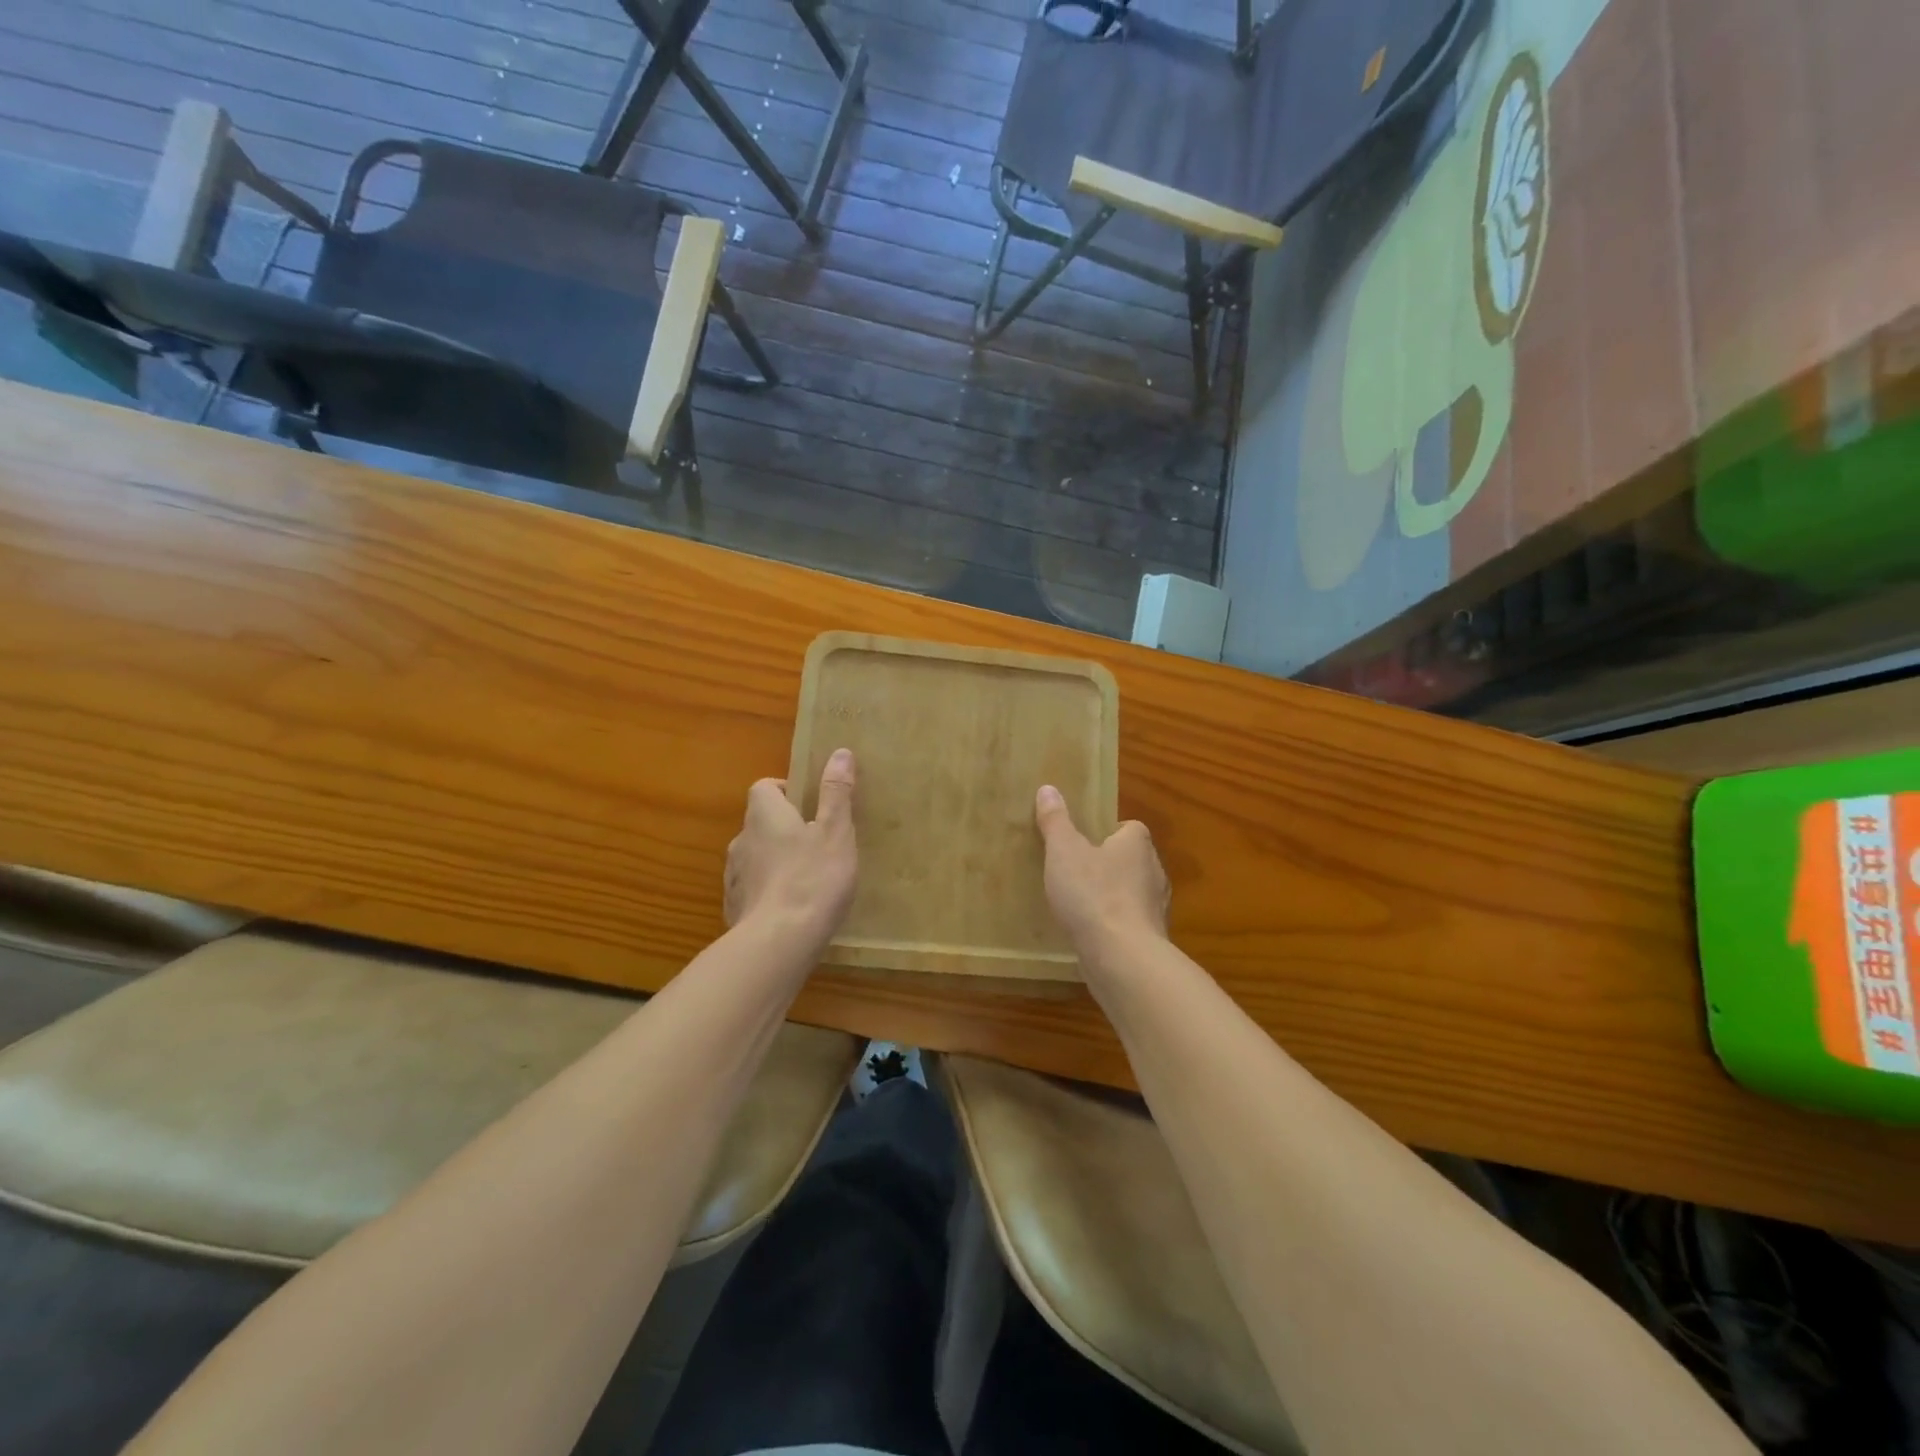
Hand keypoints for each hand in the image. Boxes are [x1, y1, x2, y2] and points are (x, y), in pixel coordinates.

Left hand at [725, 748, 857, 951]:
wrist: (778, 942)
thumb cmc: (813, 878)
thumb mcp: (836, 831)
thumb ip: (836, 792)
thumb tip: (839, 752)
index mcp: (764, 815)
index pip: (764, 787)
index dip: (786, 790)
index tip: (811, 804)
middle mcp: (741, 840)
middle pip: (760, 822)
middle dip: (785, 827)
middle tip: (818, 842)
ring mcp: (733, 876)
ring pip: (755, 856)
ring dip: (775, 860)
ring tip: (807, 877)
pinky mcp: (734, 907)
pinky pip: (752, 888)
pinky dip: (768, 890)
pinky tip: (791, 908)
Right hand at [1034, 784, 1168, 959]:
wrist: (1122, 957)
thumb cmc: (1093, 894)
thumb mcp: (1064, 851)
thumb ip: (1055, 821)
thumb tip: (1048, 789)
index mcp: (1138, 843)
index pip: (1128, 828)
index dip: (1106, 832)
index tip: (1081, 842)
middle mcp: (1154, 870)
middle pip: (1130, 859)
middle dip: (1107, 864)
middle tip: (1074, 871)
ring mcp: (1156, 907)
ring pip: (1131, 892)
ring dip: (1111, 896)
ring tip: (1079, 904)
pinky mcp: (1151, 937)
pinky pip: (1129, 922)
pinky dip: (1113, 924)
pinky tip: (1090, 932)